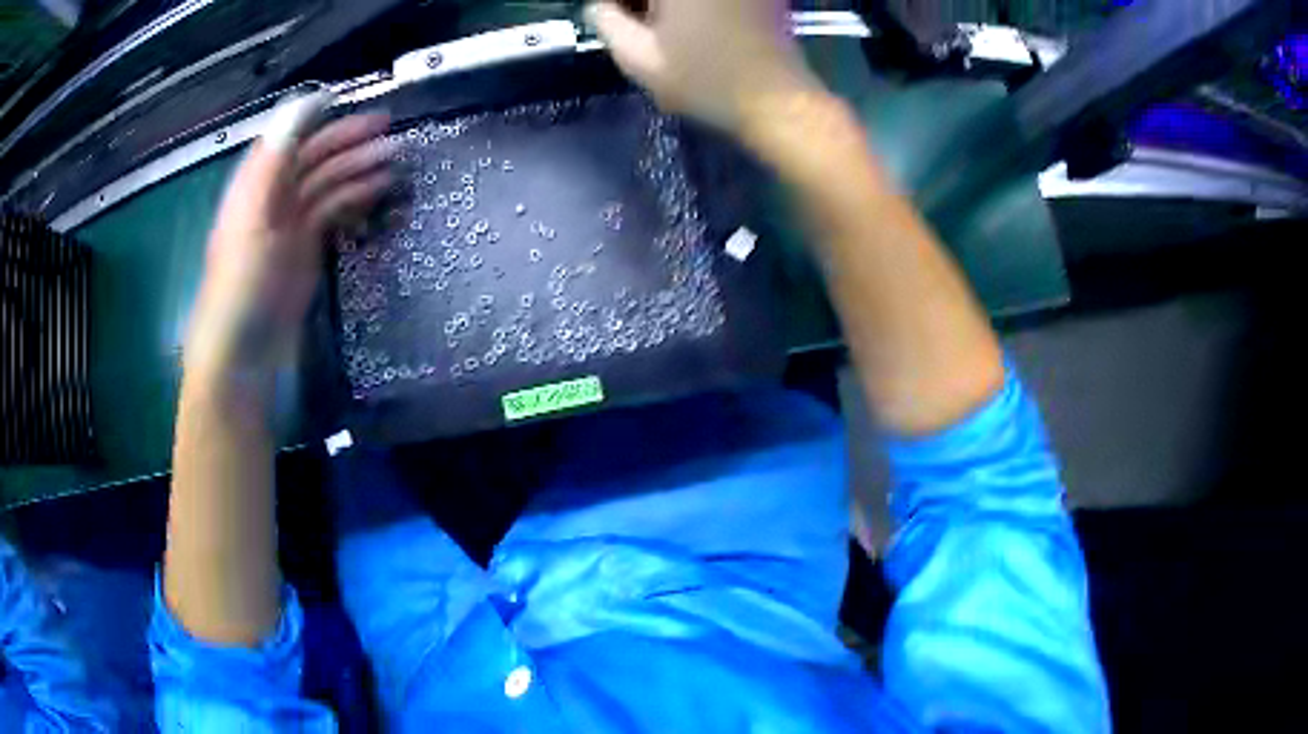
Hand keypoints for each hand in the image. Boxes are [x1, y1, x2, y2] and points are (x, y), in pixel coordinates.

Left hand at [187, 93, 392, 374]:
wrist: (243, 354)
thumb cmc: (241, 286)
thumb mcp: (252, 219)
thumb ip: (275, 160)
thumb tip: (304, 104)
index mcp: (255, 185)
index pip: (287, 138)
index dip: (316, 116)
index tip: (352, 99)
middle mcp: (273, 198)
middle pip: (312, 158)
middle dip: (348, 140)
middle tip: (391, 130)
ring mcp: (291, 226)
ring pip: (328, 185)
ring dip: (359, 169)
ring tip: (396, 160)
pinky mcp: (306, 252)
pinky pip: (334, 214)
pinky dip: (356, 200)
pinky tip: (379, 193)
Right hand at [586, 0, 819, 137]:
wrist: (777, 101)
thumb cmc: (705, 81)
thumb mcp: (638, 57)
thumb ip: (605, 21)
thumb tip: (598, 4)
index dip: (615, 4)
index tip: (610, 15)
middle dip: (641, 3)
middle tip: (629, 20)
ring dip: (664, 6)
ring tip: (659, 26)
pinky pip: (714, 1)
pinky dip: (695, 8)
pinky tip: (692, 24)